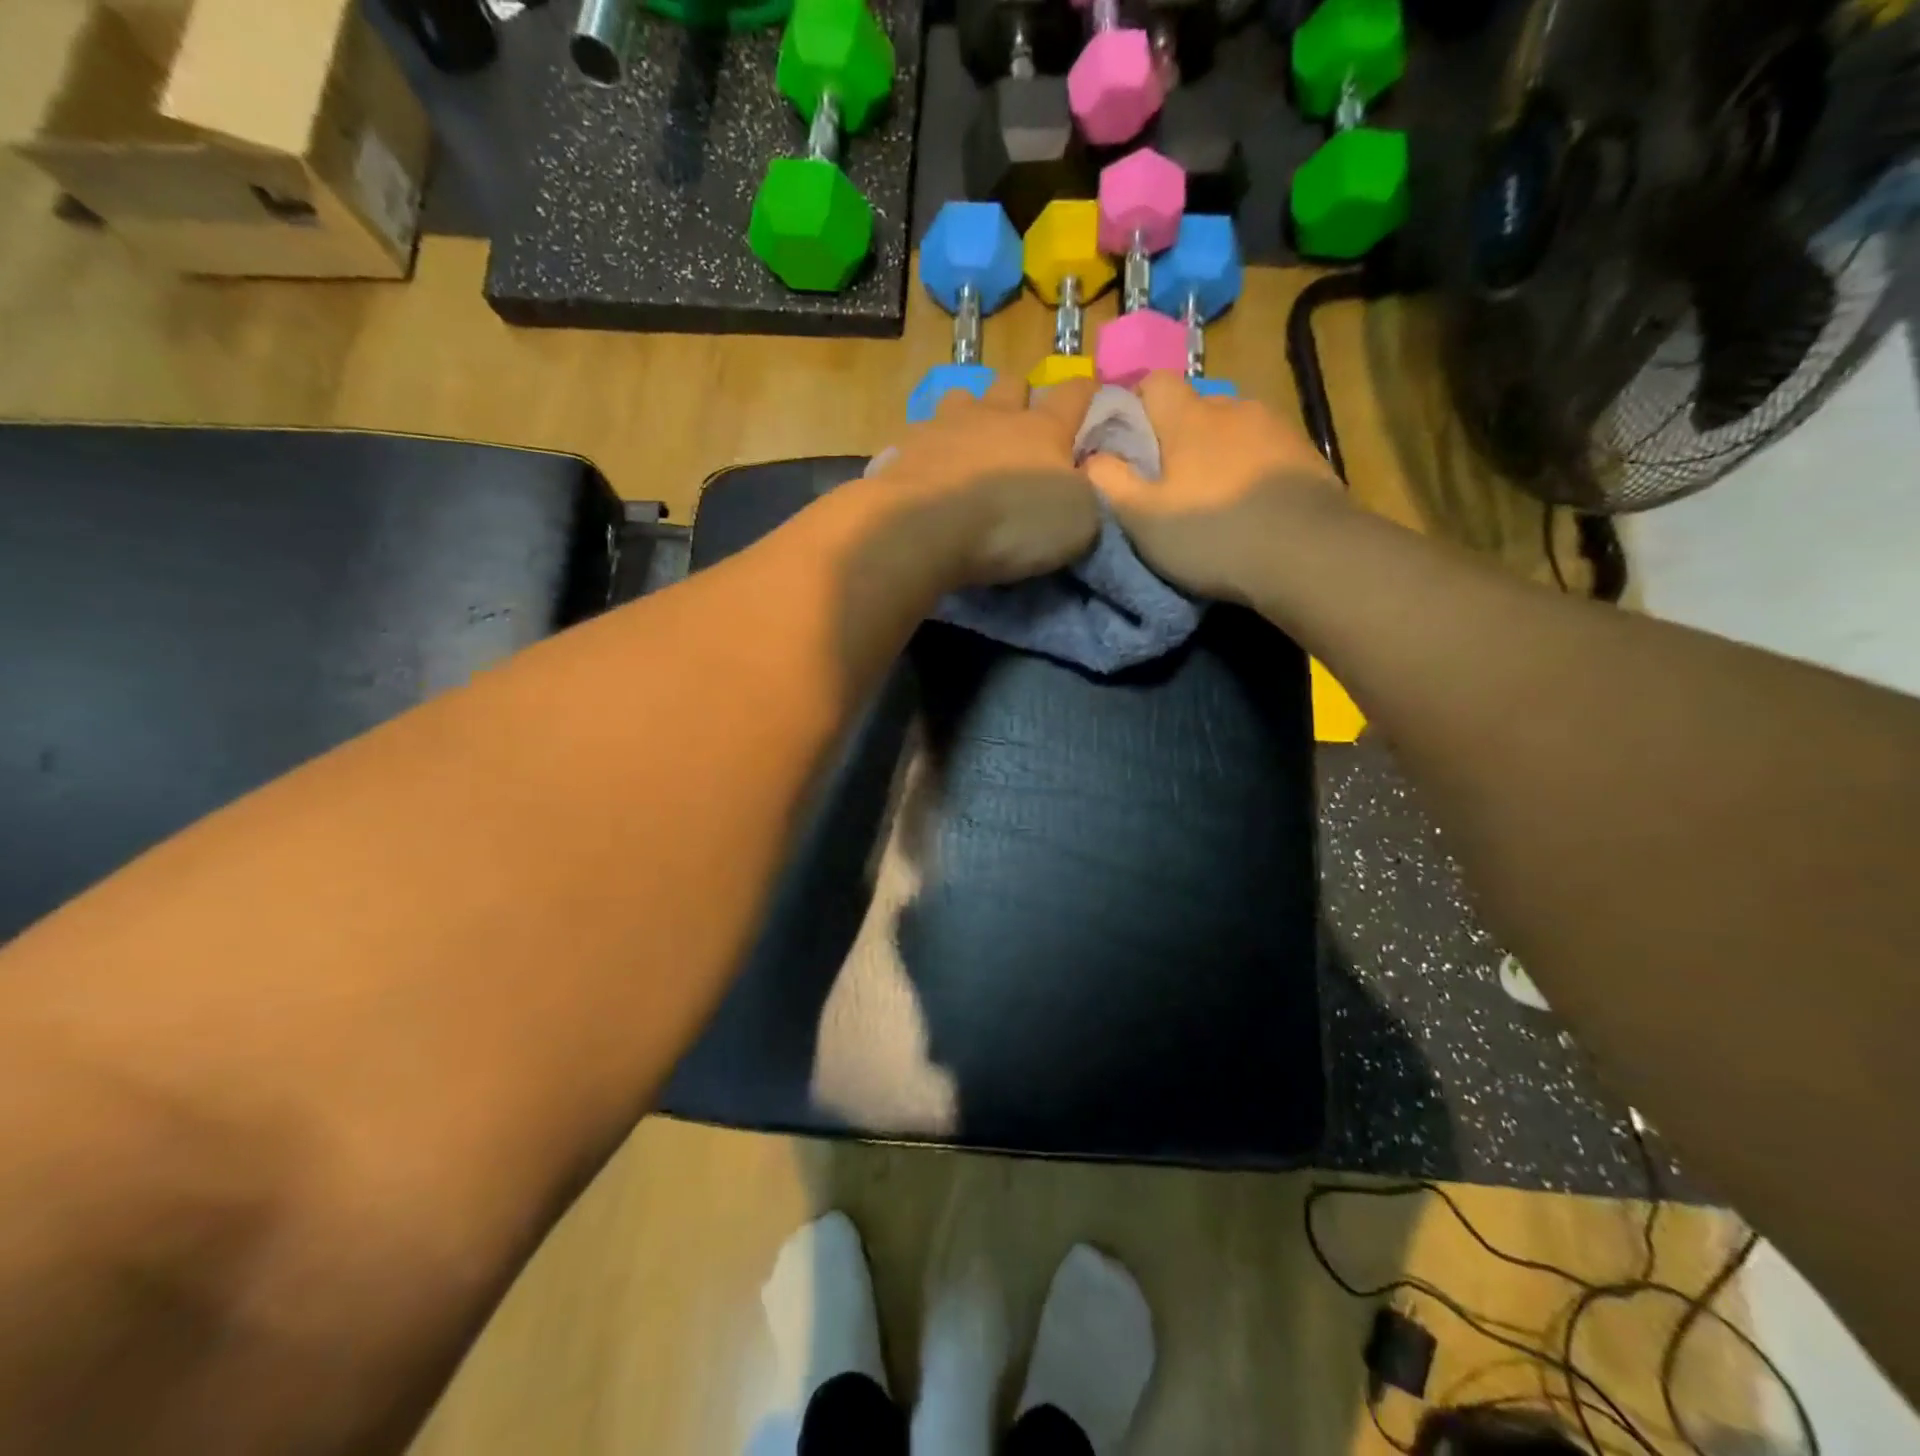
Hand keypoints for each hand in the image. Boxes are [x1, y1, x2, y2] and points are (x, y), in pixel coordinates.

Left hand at [868, 375, 1100, 587]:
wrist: (926, 529)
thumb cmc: (1012, 523)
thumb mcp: (1077, 522)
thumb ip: (1086, 495)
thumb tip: (1084, 480)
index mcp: (1043, 429)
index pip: (1074, 394)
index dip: (1085, 392)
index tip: (1090, 394)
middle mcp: (994, 415)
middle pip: (1011, 383)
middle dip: (1019, 398)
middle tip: (1020, 426)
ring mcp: (944, 426)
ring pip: (960, 398)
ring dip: (969, 414)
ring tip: (968, 442)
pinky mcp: (904, 449)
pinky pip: (920, 436)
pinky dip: (929, 449)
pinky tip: (929, 471)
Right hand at [1084, 373, 1345, 602]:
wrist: (1309, 554)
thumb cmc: (1213, 535)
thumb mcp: (1142, 518)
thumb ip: (1107, 482)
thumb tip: (1088, 456)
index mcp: (1189, 417)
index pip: (1153, 382)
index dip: (1133, 407)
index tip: (1123, 446)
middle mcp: (1233, 408)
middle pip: (1192, 409)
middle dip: (1173, 437)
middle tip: (1164, 484)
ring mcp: (1275, 428)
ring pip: (1230, 430)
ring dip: (1214, 454)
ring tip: (1210, 498)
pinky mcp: (1305, 454)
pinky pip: (1262, 451)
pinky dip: (1247, 468)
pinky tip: (1248, 505)